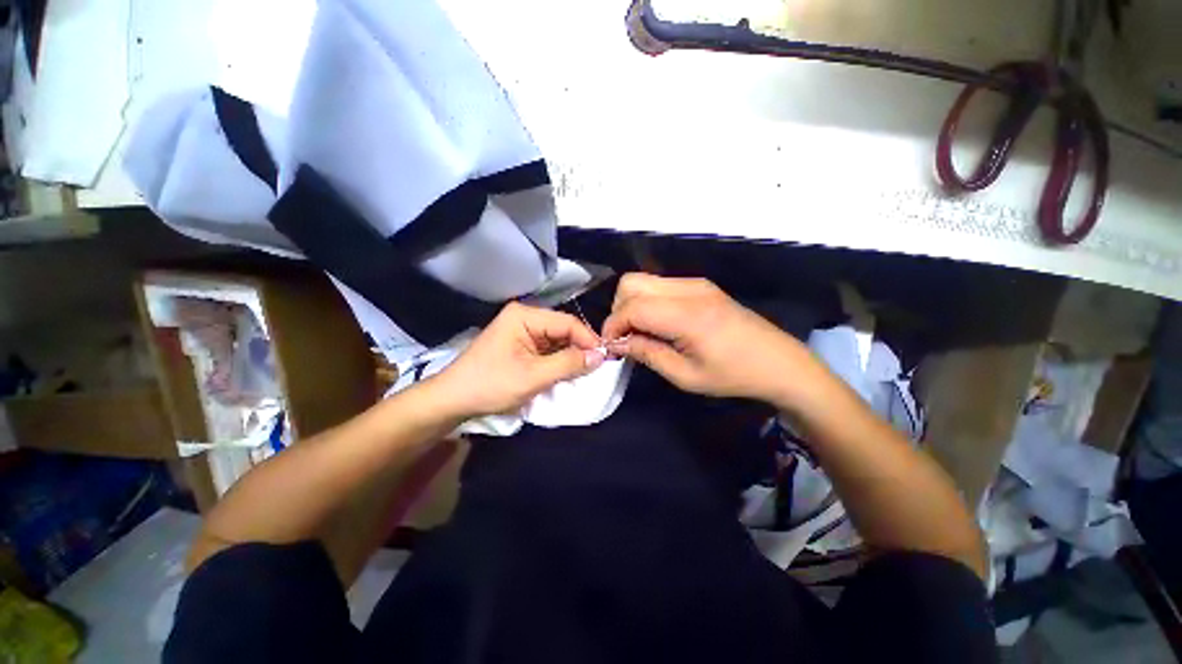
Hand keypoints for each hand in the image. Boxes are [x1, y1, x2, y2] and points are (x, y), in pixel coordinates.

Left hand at [433, 302, 604, 418]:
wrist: (453, 401)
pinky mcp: (520, 345)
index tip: (605, 358)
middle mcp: (524, 317)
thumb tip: (600, 356)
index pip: (567, 322)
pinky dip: (558, 361)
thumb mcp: (533, 376)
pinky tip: (566, 372)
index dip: (588, 339)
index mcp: (524, 315)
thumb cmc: (491, 385)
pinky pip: (547, 349)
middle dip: (580, 348)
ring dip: (570, 356)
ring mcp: (521, 331)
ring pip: (557, 340)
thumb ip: (569, 364)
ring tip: (585, 372)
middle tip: (597, 368)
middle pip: (562, 330)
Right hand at [602, 273, 806, 401]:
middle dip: (618, 310)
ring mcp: (695, 283)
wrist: (779, 362)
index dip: (613, 326)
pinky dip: (647, 302)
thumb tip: (616, 343)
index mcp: (687, 314)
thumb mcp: (685, 376)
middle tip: (625, 338)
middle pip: (631, 283)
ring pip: (643, 280)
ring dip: (632, 305)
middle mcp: (688, 289)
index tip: (610, 347)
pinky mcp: (700, 285)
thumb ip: (646, 354)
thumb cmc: (733, 375)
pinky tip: (657, 324)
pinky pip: (659, 285)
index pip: (632, 307)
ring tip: (640, 333)